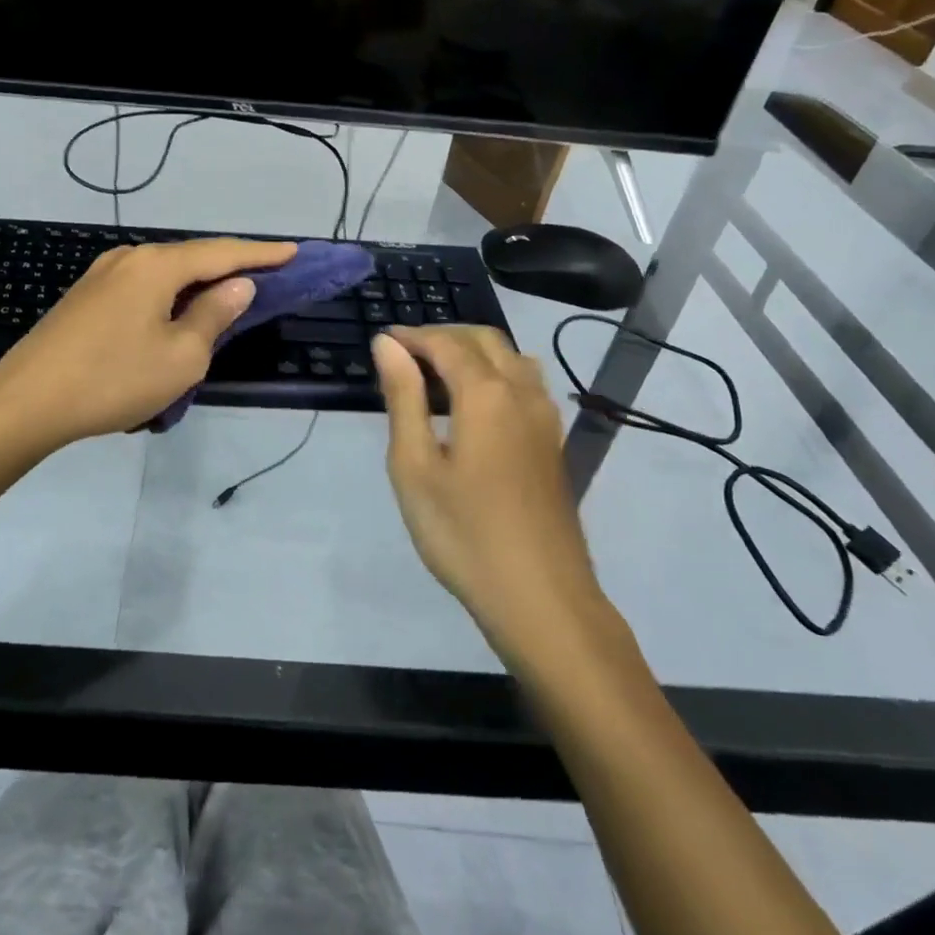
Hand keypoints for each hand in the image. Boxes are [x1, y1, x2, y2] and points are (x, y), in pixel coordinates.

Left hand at [0, 237, 296, 449]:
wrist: (25, 403)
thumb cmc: (113, 380)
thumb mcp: (180, 356)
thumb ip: (214, 315)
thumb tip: (237, 285)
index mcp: (156, 265)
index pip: (222, 252)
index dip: (262, 253)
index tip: (294, 251)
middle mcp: (129, 257)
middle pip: (192, 257)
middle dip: (231, 267)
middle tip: (267, 277)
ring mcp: (101, 275)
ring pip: (165, 274)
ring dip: (199, 285)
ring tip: (227, 298)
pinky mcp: (85, 297)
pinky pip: (142, 288)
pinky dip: (170, 297)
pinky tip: (177, 315)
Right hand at [372, 326, 604, 644]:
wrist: (541, 598)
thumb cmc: (464, 533)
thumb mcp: (415, 466)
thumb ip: (403, 398)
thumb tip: (388, 345)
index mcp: (486, 394)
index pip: (446, 343)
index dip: (412, 336)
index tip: (381, 342)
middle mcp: (522, 392)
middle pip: (484, 339)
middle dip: (443, 336)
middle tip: (404, 355)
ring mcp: (545, 417)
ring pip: (511, 357)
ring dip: (473, 351)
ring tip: (436, 373)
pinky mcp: (552, 442)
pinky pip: (526, 382)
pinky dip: (496, 372)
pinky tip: (475, 403)